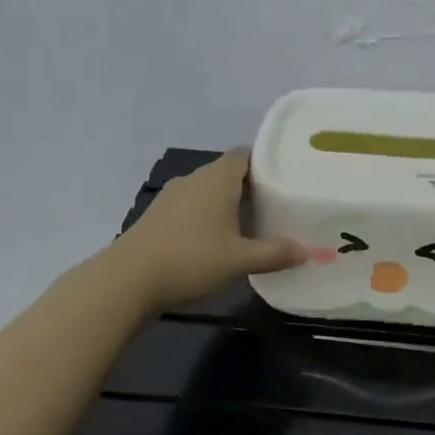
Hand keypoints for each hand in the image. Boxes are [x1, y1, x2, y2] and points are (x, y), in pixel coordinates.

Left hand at [109, 149, 304, 310]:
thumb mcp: (240, 260)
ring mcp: (172, 196)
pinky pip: (192, 206)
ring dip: (227, 203)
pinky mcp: (157, 216)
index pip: (245, 154)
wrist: (128, 280)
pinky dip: (207, 216)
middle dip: (251, 186)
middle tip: (277, 205)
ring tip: (251, 223)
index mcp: (217, 179)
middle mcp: (194, 179)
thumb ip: (275, 253)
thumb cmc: (191, 259)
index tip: (286, 178)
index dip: (266, 162)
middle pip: (228, 172)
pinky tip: (217, 239)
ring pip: (208, 190)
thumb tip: (307, 251)